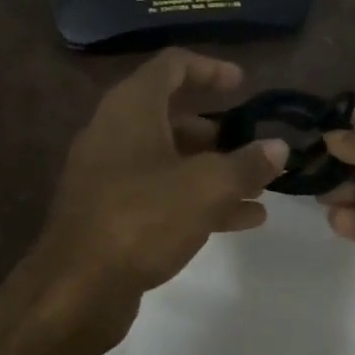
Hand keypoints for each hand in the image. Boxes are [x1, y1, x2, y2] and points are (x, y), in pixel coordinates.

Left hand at [38, 49, 288, 302]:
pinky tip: (241, 220)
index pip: (172, 65)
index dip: (210, 68)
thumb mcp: (206, 188)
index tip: (243, 85)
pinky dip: (198, 198)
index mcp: (132, 108)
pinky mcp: (112, 212)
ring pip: (171, 159)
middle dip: (219, 132)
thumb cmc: (142, 219)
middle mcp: (116, 132)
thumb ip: (247, 164)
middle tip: (254, 147)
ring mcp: (110, 175)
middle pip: (173, 116)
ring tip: (259, 188)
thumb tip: (278, 147)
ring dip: (215, 170)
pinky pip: (162, 193)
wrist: (76, 290)